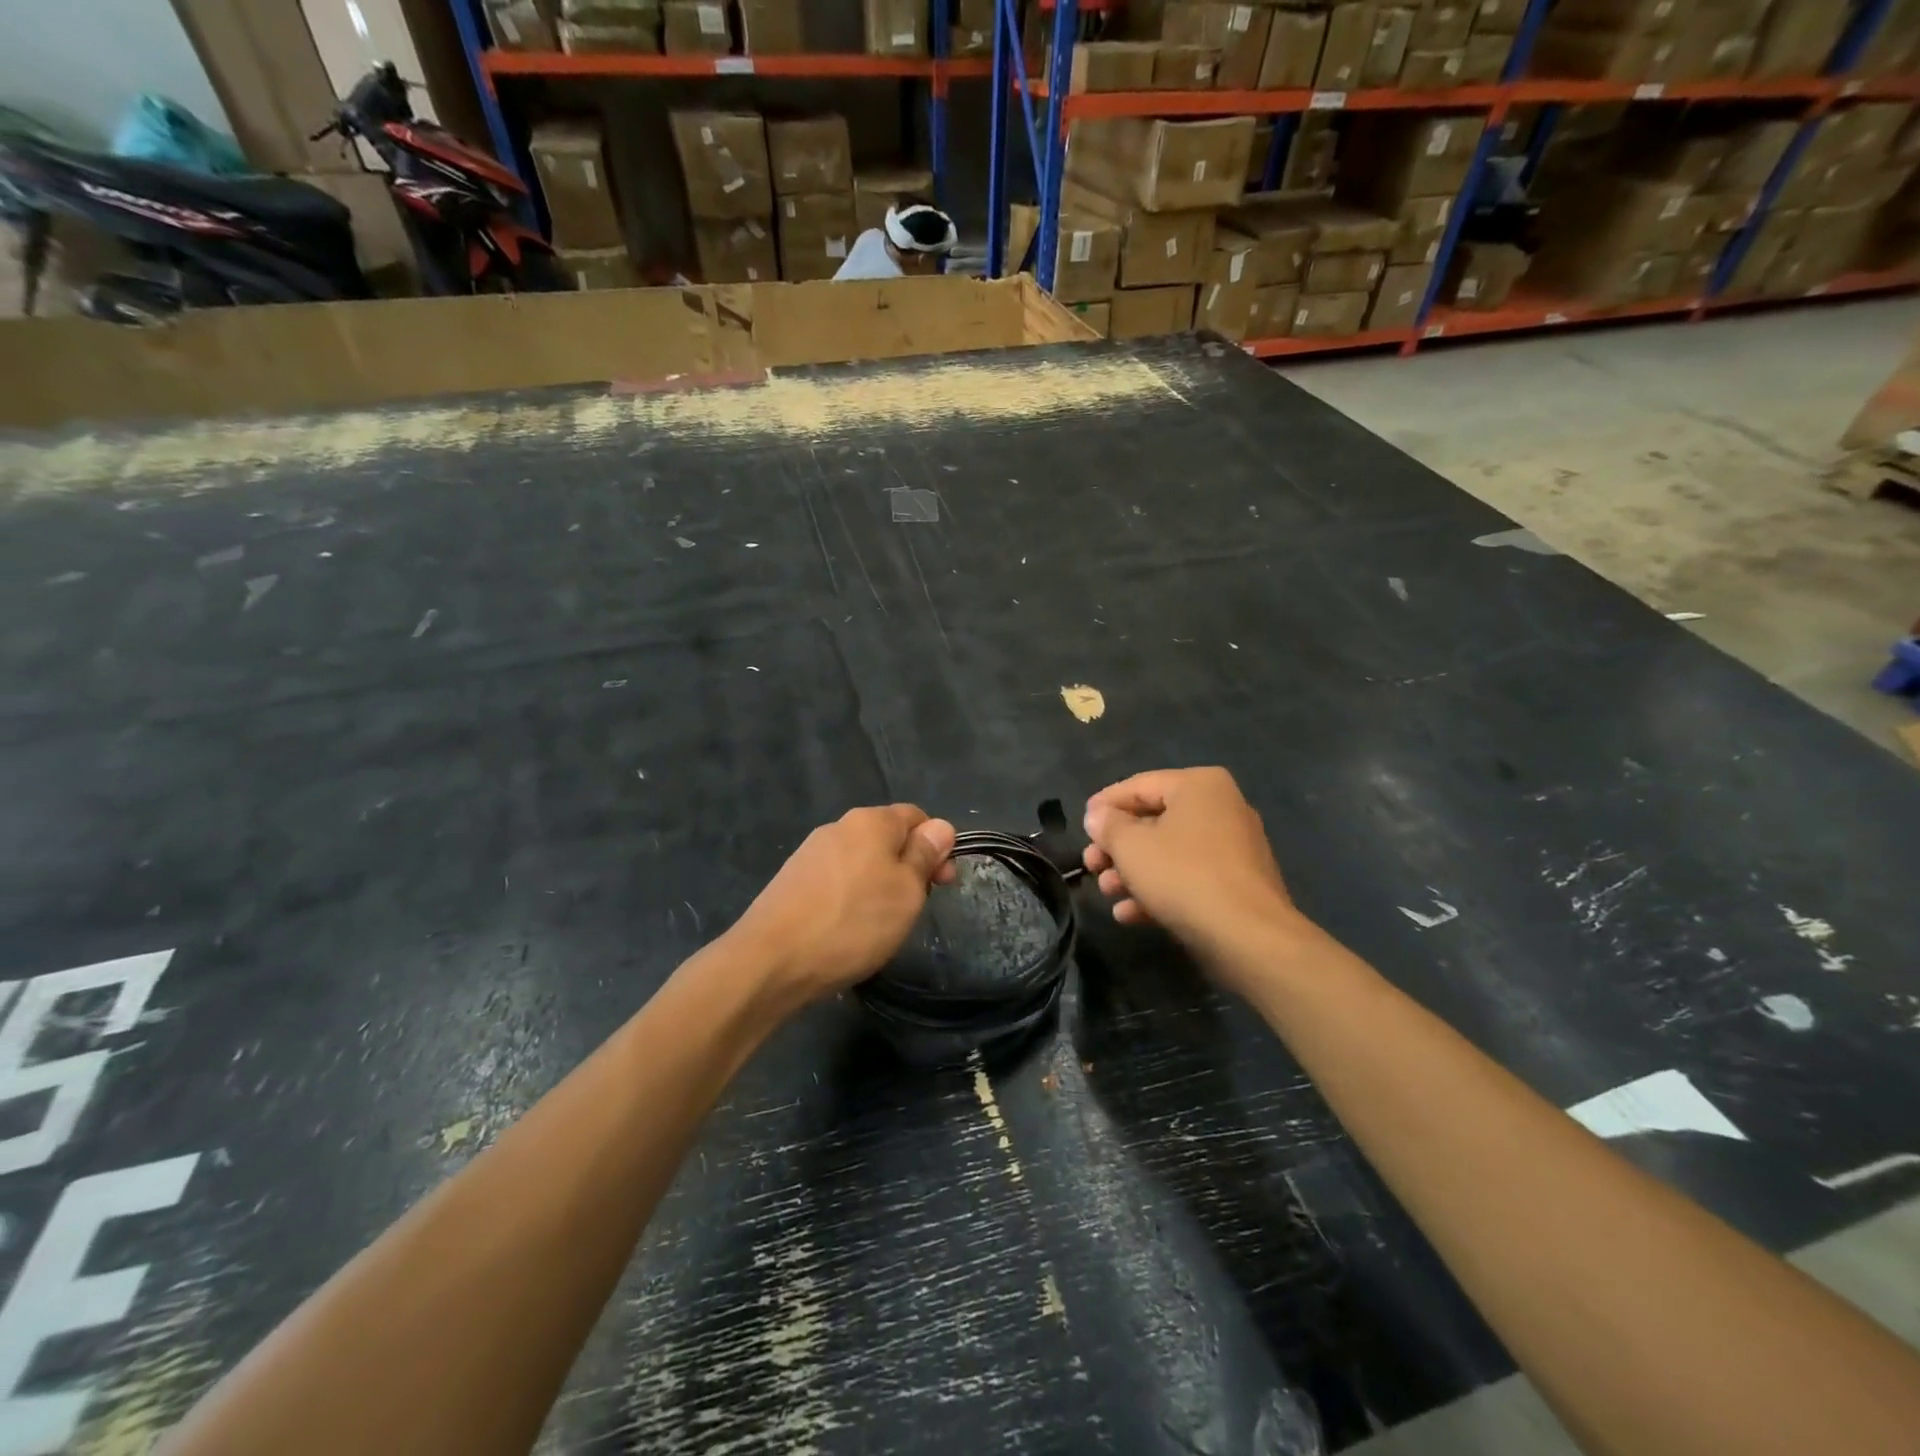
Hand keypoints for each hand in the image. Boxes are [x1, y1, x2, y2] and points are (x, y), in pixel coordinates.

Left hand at [733, 804, 956, 1007]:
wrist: (771, 961)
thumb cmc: (853, 923)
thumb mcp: (907, 891)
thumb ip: (925, 855)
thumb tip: (940, 826)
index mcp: (870, 821)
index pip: (916, 816)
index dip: (937, 845)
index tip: (943, 883)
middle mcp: (838, 827)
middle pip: (887, 838)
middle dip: (908, 868)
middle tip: (915, 908)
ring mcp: (810, 853)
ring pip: (861, 861)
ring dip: (879, 885)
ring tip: (881, 924)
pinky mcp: (791, 880)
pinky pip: (836, 880)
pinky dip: (851, 899)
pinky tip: (847, 929)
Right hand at [1082, 768, 1300, 962]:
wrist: (1248, 937)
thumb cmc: (1183, 876)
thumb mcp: (1131, 847)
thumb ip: (1108, 825)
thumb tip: (1098, 816)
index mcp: (1199, 785)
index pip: (1139, 786)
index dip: (1104, 805)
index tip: (1081, 826)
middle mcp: (1221, 807)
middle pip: (1153, 820)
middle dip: (1117, 847)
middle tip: (1091, 865)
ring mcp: (1233, 847)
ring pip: (1169, 852)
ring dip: (1132, 872)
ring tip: (1108, 892)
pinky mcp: (1237, 884)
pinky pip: (1189, 877)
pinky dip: (1159, 890)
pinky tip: (1130, 915)